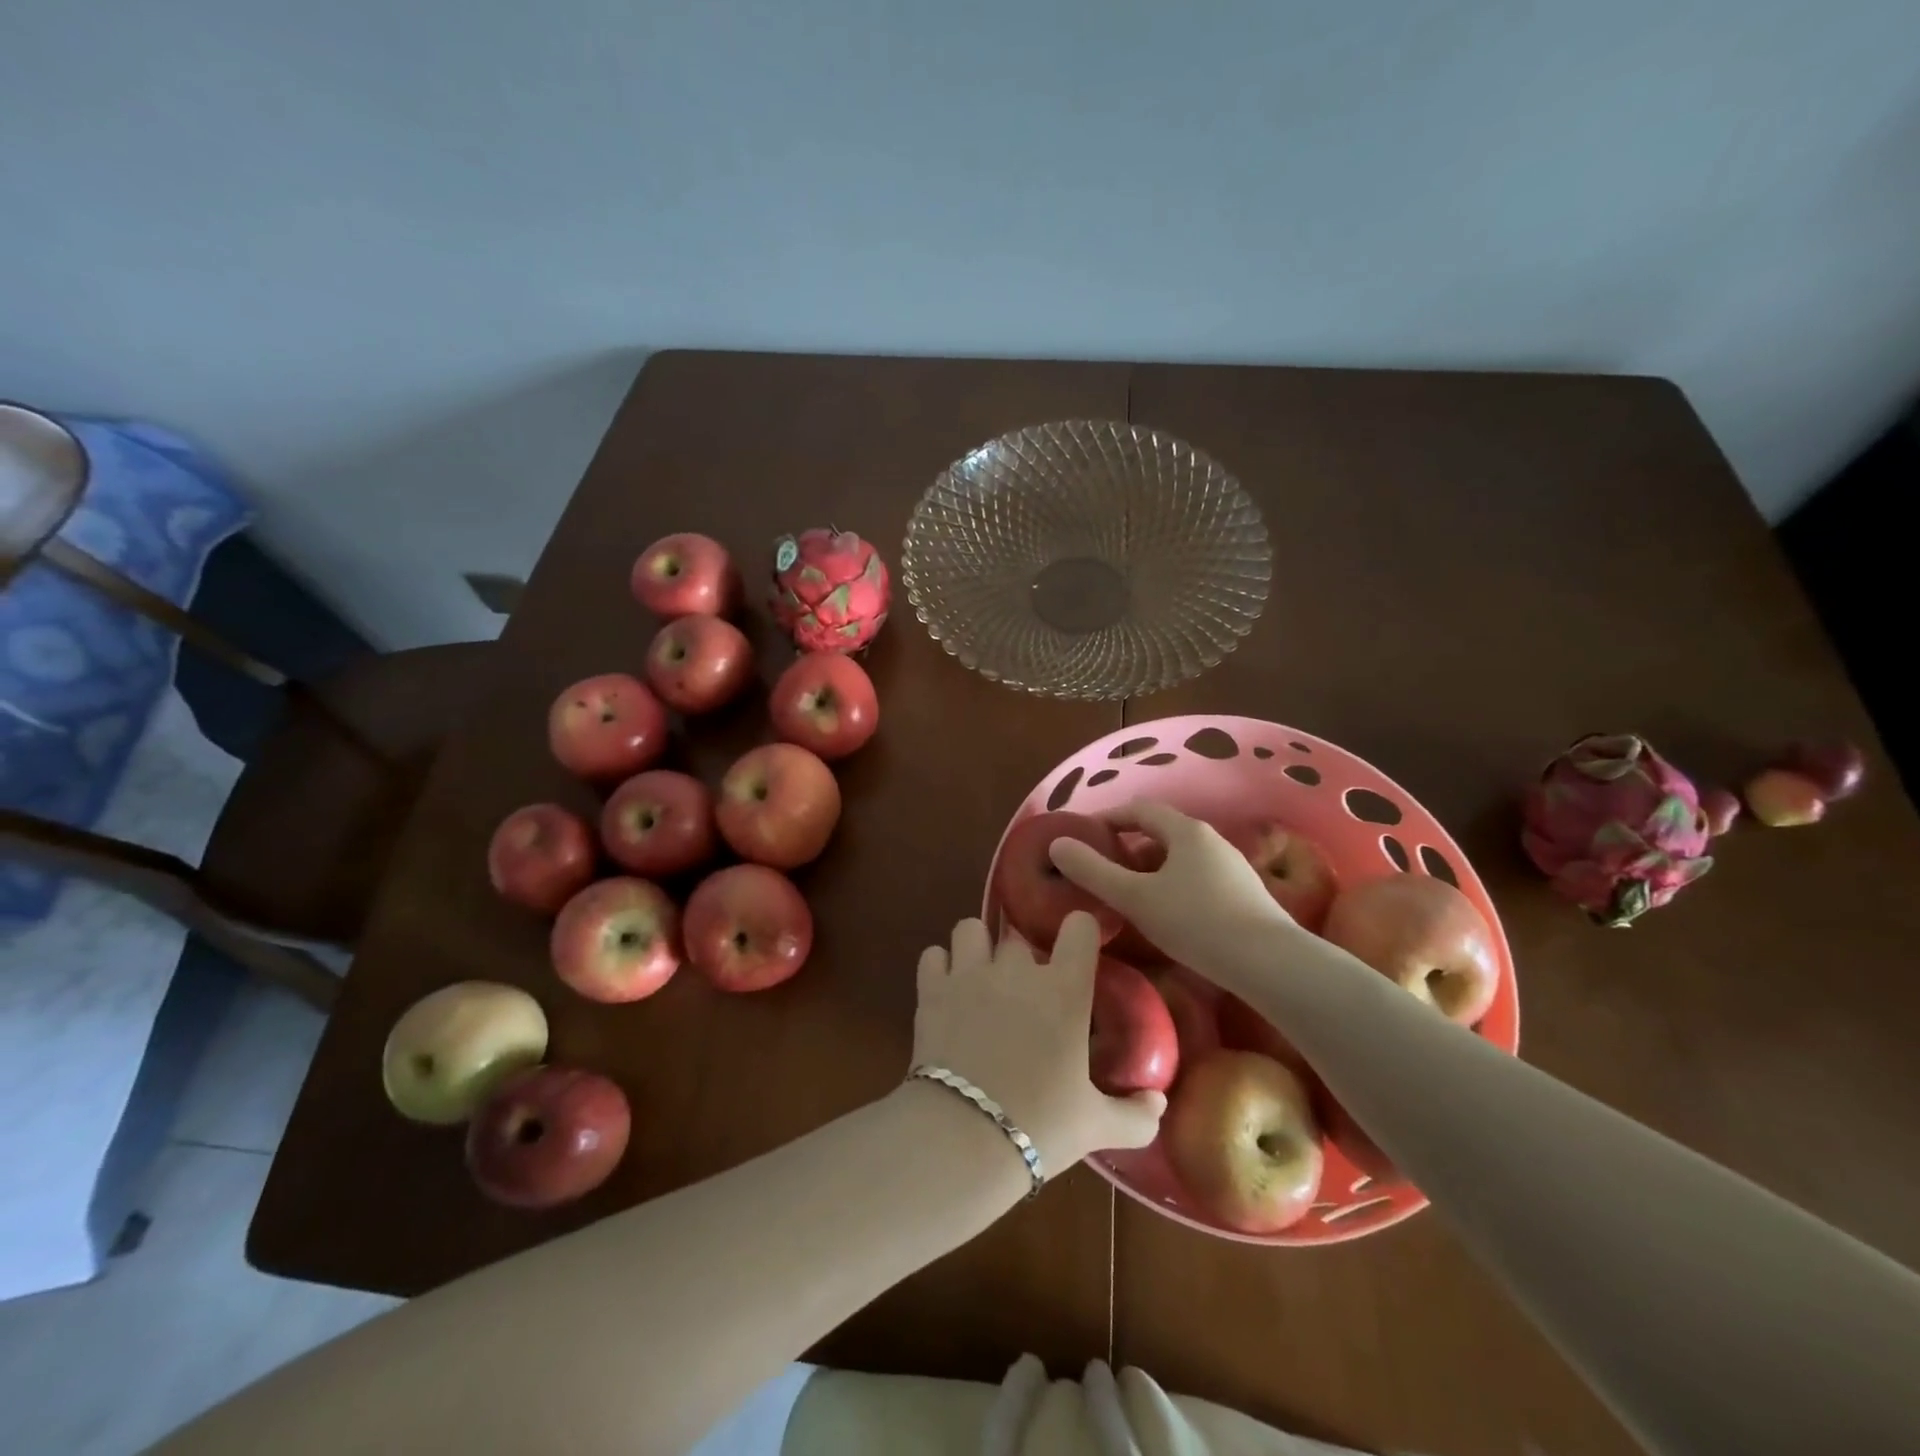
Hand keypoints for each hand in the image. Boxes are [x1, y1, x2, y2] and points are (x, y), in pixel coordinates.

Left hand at [911, 912, 1164, 1177]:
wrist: (963, 1136)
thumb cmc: (1040, 1126)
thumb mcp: (1096, 1126)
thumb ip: (1134, 1115)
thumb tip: (1159, 1103)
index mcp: (1064, 990)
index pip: (1079, 927)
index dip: (1079, 931)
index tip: (1078, 947)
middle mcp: (1017, 969)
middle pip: (1019, 936)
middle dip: (1020, 957)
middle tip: (1022, 992)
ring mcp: (970, 973)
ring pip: (971, 929)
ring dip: (976, 946)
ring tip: (979, 975)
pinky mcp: (932, 988)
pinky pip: (933, 955)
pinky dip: (940, 966)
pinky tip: (946, 988)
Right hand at [1048, 799, 1295, 977]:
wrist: (1271, 964)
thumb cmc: (1196, 923)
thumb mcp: (1135, 898)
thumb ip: (1094, 871)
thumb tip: (1058, 845)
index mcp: (1185, 831)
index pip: (1140, 810)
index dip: (1109, 818)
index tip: (1085, 834)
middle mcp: (1211, 840)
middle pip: (1162, 832)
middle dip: (1129, 845)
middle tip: (1103, 868)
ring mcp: (1232, 867)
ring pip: (1182, 857)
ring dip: (1152, 868)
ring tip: (1130, 894)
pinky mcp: (1245, 894)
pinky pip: (1199, 878)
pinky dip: (1174, 885)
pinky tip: (1168, 915)